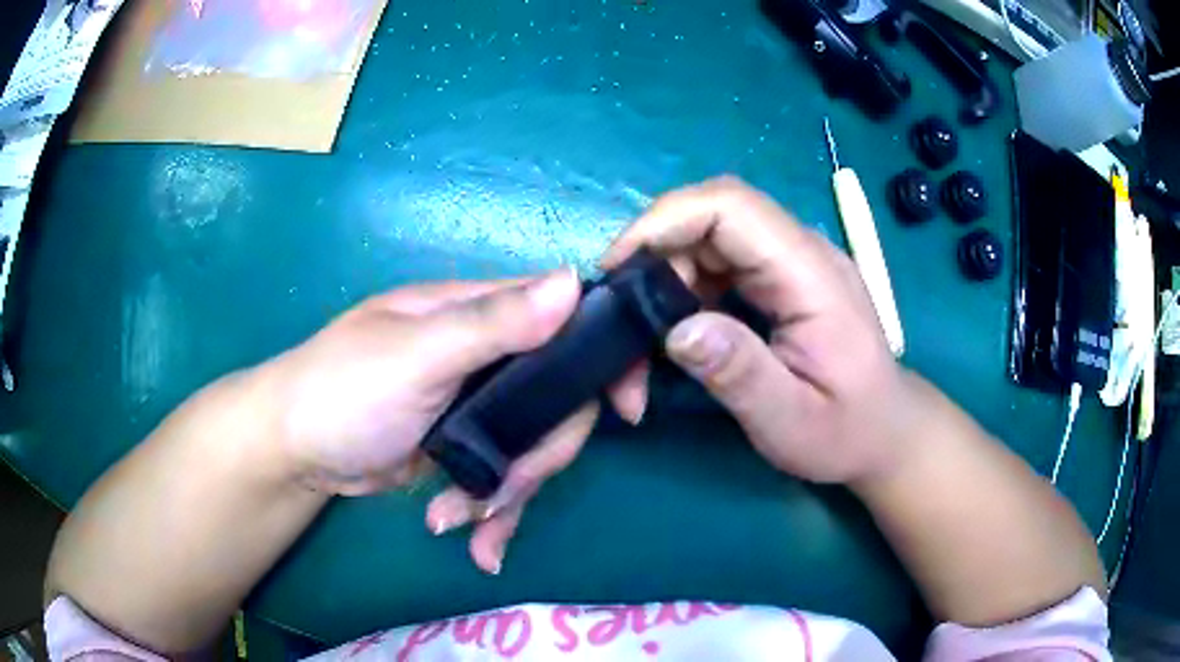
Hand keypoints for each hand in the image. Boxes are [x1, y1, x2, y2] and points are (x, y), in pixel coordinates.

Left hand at [262, 270, 621, 573]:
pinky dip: (493, 513)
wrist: (295, 450)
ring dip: (509, 496)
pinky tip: (477, 545)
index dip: (604, 358)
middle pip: (558, 403)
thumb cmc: (343, 389)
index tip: (627, 409)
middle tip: (500, 494)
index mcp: (478, 314)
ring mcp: (478, 406)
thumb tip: (574, 279)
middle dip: (540, 458)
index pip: (567, 318)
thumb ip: (492, 323)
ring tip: (463, 523)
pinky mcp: (466, 449)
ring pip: (534, 449)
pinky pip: (503, 479)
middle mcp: (488, 354)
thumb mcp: (416, 354)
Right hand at [603, 177, 924, 485]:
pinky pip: (715, 267)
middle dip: (652, 262)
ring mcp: (788, 263)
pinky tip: (674, 339)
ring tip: (643, 349)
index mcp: (811, 275)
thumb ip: (740, 374)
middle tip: (622, 325)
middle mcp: (800, 253)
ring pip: (704, 243)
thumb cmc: (847, 431)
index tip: (616, 270)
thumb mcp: (793, 422)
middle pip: (708, 218)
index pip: (731, 206)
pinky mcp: (777, 280)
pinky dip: (680, 296)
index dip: (664, 221)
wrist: (885, 430)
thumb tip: (676, 331)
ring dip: (661, 286)